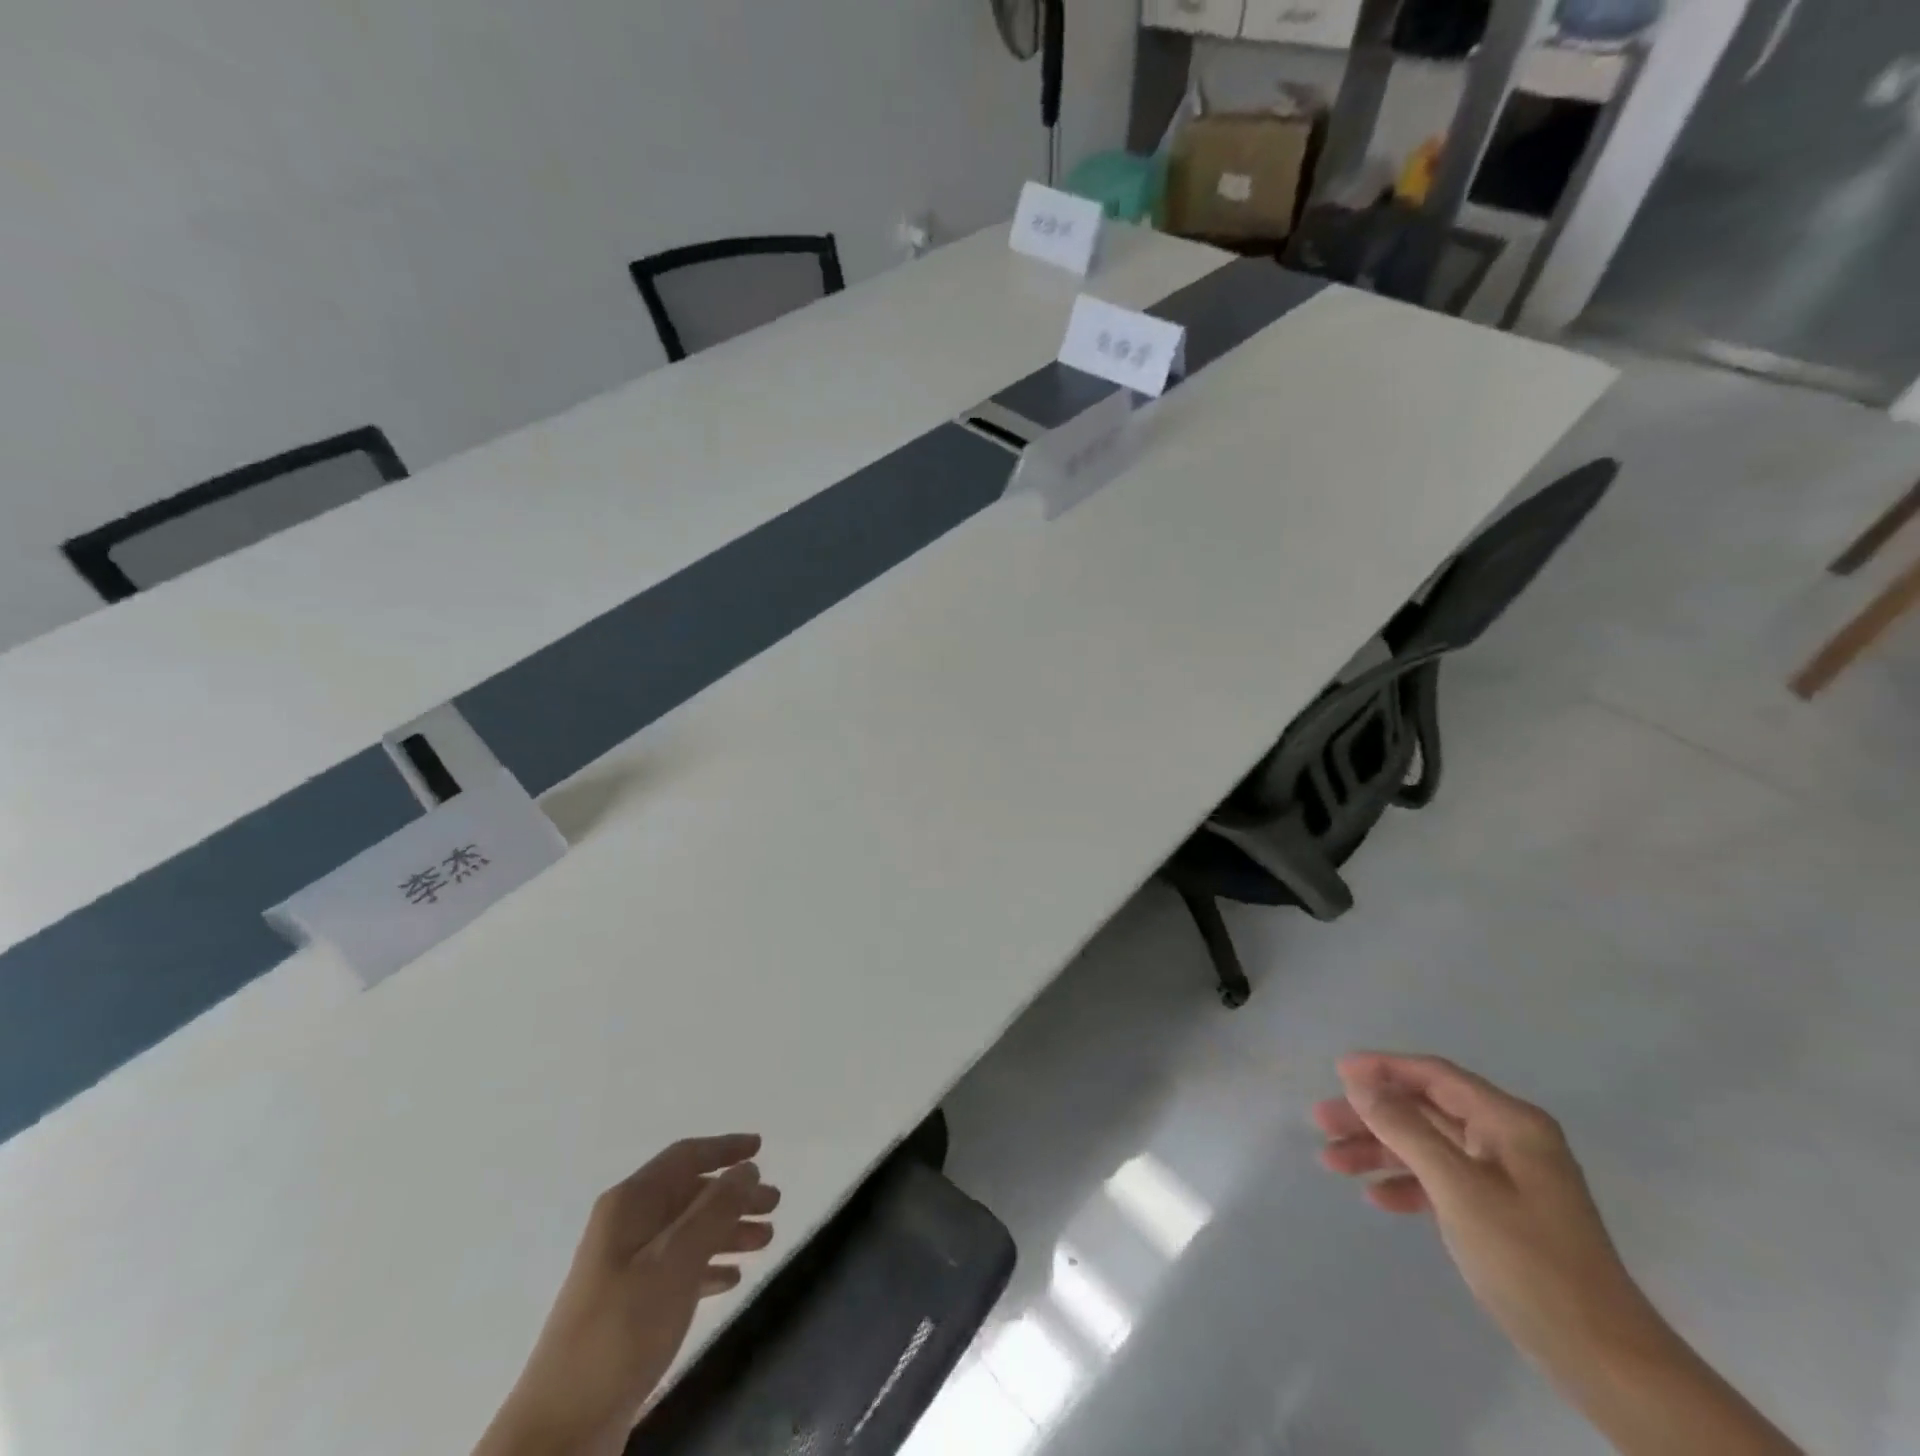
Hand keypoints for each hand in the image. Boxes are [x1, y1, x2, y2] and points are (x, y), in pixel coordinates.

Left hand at [476, 1135, 780, 1455]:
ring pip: (688, 1231)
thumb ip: (715, 1209)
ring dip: (728, 1230)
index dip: (724, 1148)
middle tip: (775, 1204)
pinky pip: (679, 1269)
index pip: (684, 1157)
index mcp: (630, 1204)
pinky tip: (733, 1279)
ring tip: (766, 1240)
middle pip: (690, 1194)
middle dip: (734, 1195)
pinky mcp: (629, 1307)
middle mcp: (627, 1226)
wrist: (561, 1430)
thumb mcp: (675, 1261)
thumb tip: (746, 1169)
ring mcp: (625, 1267)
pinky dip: (708, 1266)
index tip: (760, 1148)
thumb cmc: (622, 1329)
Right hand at [1313, 1053, 1652, 1368]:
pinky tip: (1377, 1198)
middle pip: (1425, 1110)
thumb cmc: (1528, 1259)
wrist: (1603, 1359)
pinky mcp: (1503, 1213)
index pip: (1435, 1076)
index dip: (1383, 1069)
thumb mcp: (1457, 1187)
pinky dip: (1408, 1184)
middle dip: (1372, 1115)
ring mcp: (1508, 1178)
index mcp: (1510, 1122)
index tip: (1336, 1072)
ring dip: (1381, 1151)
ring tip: (1332, 1161)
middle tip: (1322, 1123)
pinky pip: (1443, 1181)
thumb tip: (1359, 1081)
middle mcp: (1510, 1140)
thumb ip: (1405, 1128)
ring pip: (1429, 1147)